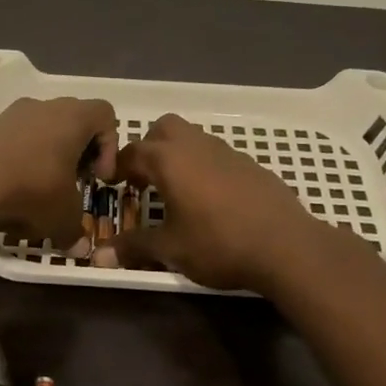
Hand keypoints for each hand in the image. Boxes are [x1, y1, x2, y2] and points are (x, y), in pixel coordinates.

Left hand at [0, 96, 117, 247]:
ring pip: (42, 128)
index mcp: (73, 117)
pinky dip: (20, 158)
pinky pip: (15, 138)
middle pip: (73, 119)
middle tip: (72, 182)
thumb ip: (77, 231)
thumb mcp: (64, 219)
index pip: (105, 114)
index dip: (109, 146)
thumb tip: (80, 247)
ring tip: (40, 189)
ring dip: (48, 155)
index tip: (98, 177)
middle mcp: (44, 106)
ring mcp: (11, 114)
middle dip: (78, 151)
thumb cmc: (32, 193)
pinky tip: (13, 188)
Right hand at [95, 113, 328, 289]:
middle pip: (164, 129)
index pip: (132, 152)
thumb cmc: (218, 244)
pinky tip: (211, 200)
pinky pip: (217, 155)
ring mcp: (227, 152)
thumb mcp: (170, 250)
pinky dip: (204, 168)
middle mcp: (196, 146)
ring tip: (176, 191)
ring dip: (178, 156)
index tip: (111, 184)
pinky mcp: (251, 165)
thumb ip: (134, 247)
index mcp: (169, 160)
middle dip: (149, 148)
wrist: (286, 246)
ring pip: (193, 139)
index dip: (117, 167)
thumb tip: (100, 257)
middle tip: (144, 180)